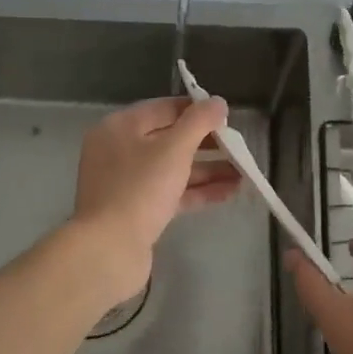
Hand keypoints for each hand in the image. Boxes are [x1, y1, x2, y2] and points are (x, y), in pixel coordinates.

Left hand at [71, 96, 238, 300]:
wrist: (109, 251)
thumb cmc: (139, 190)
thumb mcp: (174, 149)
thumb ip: (199, 122)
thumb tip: (218, 102)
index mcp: (120, 127)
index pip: (164, 108)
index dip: (197, 110)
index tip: (227, 117)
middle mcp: (119, 151)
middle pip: (169, 139)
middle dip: (206, 144)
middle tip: (238, 147)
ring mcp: (127, 183)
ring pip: (173, 168)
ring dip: (207, 169)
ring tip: (244, 172)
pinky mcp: (136, 211)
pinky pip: (171, 192)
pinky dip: (197, 190)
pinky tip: (229, 192)